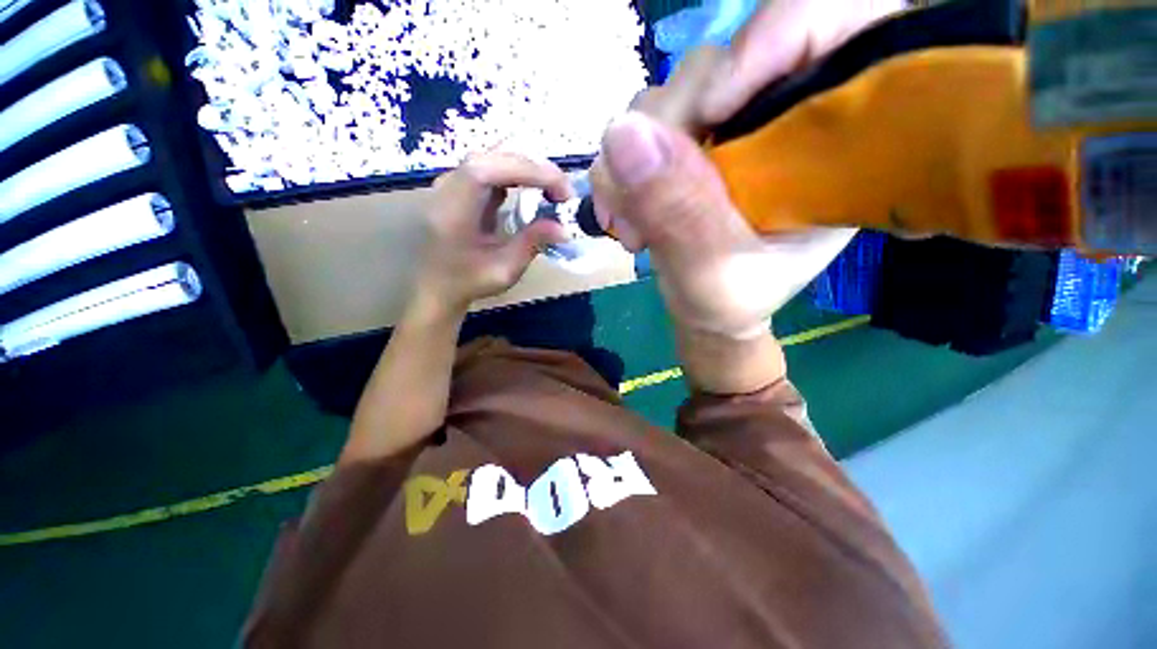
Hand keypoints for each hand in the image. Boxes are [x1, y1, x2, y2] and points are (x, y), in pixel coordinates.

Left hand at [416, 152, 572, 314]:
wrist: (438, 285)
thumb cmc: (469, 282)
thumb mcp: (504, 271)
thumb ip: (531, 244)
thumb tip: (564, 228)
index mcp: (452, 212)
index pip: (484, 171)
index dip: (525, 171)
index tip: (559, 190)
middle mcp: (448, 188)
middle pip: (492, 157)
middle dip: (534, 168)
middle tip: (563, 194)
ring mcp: (453, 182)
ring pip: (494, 156)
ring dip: (529, 168)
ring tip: (554, 191)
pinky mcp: (463, 184)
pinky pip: (493, 166)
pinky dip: (519, 173)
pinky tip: (535, 189)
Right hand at [590, 0, 904, 338]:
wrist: (706, 307)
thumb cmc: (730, 301)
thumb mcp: (712, 275)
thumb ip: (679, 214)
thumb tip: (622, 136)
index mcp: (827, 143)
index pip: (832, 26)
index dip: (772, 39)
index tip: (714, 110)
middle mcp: (776, 117)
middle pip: (718, 63)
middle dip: (666, 135)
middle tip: (645, 211)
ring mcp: (722, 125)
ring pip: (665, 96)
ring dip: (632, 164)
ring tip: (634, 229)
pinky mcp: (684, 141)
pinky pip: (636, 129)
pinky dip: (618, 173)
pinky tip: (622, 216)